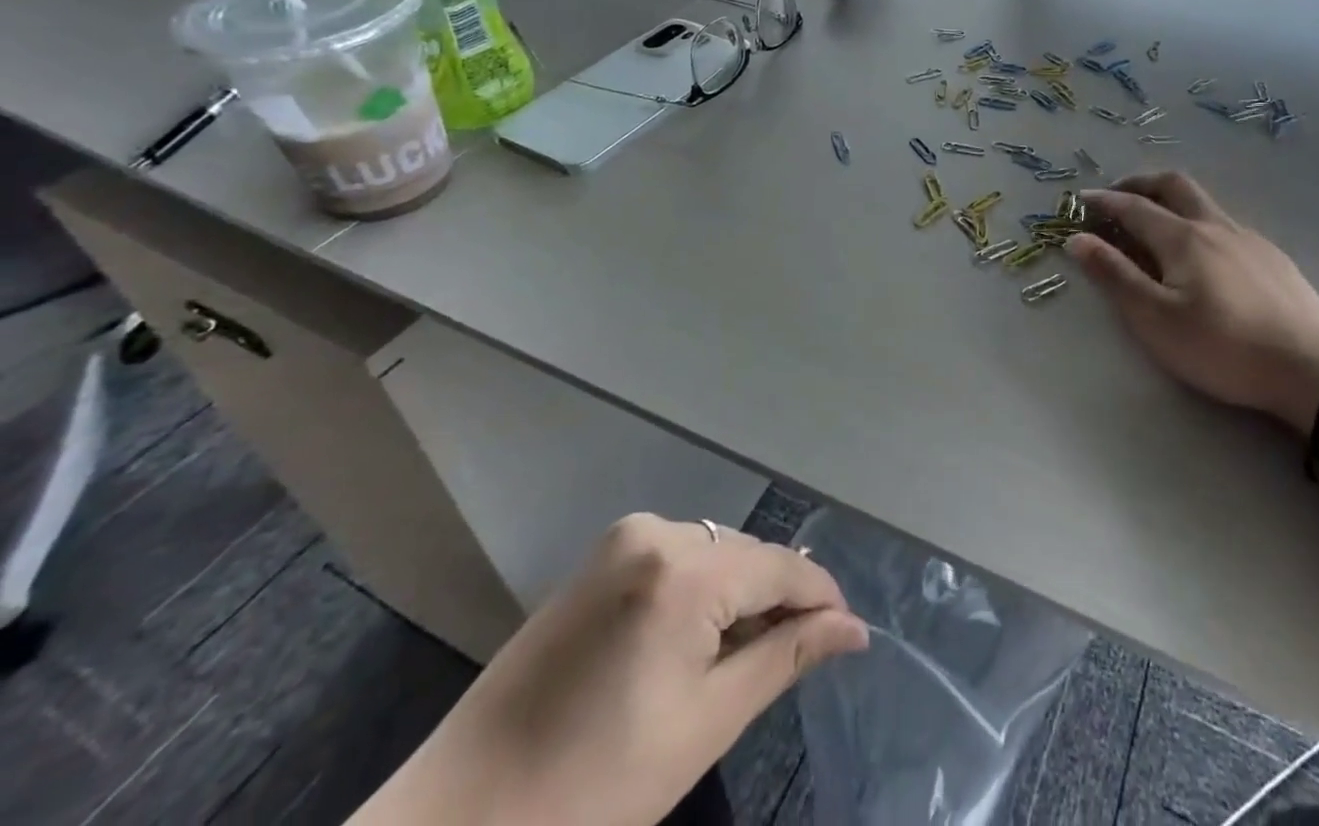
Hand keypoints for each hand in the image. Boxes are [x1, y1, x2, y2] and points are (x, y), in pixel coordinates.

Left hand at [353, 515, 867, 825]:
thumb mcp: (704, 724)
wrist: (455, 823)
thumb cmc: (592, 789)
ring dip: (737, 596)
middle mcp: (655, 531)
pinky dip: (699, 592)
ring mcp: (620, 539)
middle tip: (797, 657)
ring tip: (746, 656)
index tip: (849, 633)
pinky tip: (696, 641)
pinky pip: (675, 558)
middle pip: (745, 556)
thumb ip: (785, 658)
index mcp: (683, 570)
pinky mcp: (597, 559)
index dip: (820, 597)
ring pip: (712, 555)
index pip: (778, 566)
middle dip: (777, 599)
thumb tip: (852, 629)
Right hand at [1067, 172, 1318, 431]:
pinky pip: (1224, 222)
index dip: (1103, 201)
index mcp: (1183, 237)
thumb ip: (1115, 276)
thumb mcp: (1156, 319)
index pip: (1133, 207)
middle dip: (1139, 184)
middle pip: (1173, 185)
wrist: (1315, 368)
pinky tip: (1202, 251)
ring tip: (1155, 221)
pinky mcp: (1271, 256)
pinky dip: (1197, 219)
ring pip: (1203, 201)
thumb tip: (1077, 239)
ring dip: (1170, 199)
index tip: (1079, 200)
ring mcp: (1248, 238)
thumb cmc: (1224, 347)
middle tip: (1116, 196)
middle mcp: (1215, 225)